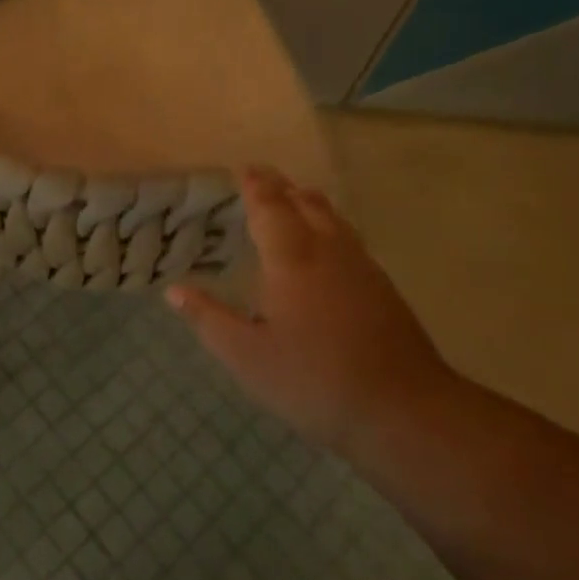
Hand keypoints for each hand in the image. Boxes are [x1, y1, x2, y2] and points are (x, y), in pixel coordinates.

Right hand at [166, 168, 456, 455]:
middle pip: (305, 203)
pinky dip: (329, 225)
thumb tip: (174, 291)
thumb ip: (209, 319)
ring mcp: (362, 267)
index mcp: (291, 258)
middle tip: (262, 177)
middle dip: (281, 187)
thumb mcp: (247, 356)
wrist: (405, 410)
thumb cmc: (314, 379)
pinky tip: (327, 246)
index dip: (255, 186)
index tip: (244, 169)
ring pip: (333, 218)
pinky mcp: (383, 288)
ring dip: (308, 202)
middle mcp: (328, 250)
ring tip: (293, 199)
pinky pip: (349, 238)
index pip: (270, 207)